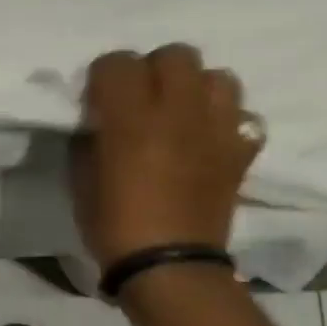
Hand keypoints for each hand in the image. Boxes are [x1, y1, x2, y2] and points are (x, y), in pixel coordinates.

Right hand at [71, 45, 262, 269]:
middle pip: (176, 55)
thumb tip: (99, 114)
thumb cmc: (113, 223)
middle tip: (144, 99)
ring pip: (219, 77)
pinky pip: (246, 118)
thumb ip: (91, 132)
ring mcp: (216, 130)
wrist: (170, 270)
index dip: (105, 76)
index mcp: (131, 117)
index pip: (118, 61)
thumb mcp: (81, 174)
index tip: (99, 98)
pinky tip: (211, 137)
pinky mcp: (240, 154)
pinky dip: (229, 121)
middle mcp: (177, 112)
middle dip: (155, 69)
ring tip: (182, 112)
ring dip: (197, 88)